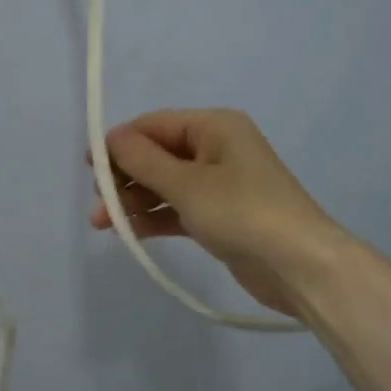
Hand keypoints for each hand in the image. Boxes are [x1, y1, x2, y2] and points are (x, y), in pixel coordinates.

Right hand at [87, 109, 347, 315]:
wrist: (301, 266)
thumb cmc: (242, 212)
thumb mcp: (186, 184)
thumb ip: (143, 160)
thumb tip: (110, 138)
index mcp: (214, 127)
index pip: (155, 125)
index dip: (119, 142)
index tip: (89, 166)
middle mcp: (217, 149)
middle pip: (158, 154)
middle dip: (124, 176)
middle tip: (98, 202)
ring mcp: (220, 184)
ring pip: (165, 184)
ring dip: (134, 201)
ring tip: (103, 224)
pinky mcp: (220, 217)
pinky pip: (178, 209)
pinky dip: (154, 217)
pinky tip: (129, 232)